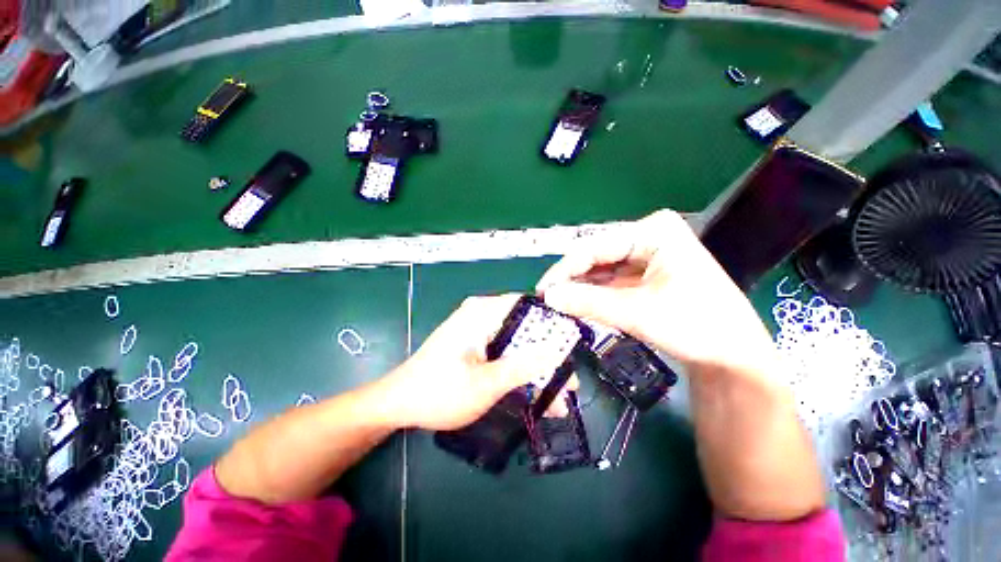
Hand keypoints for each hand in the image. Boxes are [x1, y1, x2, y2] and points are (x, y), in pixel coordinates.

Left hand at [381, 294, 568, 430]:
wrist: (399, 405)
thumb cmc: (438, 392)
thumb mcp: (485, 383)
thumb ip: (523, 366)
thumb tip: (557, 350)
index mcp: (482, 312)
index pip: (528, 306)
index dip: (553, 325)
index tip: (573, 348)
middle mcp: (482, 315)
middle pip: (525, 330)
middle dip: (548, 358)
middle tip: (570, 385)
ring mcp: (479, 331)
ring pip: (518, 346)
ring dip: (536, 371)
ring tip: (559, 399)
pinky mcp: (477, 346)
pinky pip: (505, 354)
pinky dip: (519, 373)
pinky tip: (536, 397)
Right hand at [536, 209, 775, 373]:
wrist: (733, 356)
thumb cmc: (694, 326)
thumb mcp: (635, 312)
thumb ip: (587, 301)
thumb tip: (548, 296)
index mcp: (653, 231)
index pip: (594, 246)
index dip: (564, 269)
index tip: (542, 290)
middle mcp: (649, 236)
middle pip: (597, 256)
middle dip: (572, 279)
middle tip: (548, 299)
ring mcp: (648, 255)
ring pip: (602, 269)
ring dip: (581, 287)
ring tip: (558, 303)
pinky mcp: (647, 274)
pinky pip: (612, 280)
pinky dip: (595, 293)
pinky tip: (578, 303)